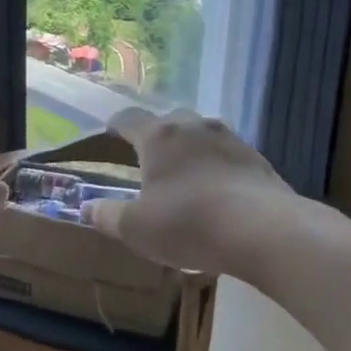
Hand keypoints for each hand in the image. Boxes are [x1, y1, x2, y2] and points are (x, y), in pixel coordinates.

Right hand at [84, 108, 297, 278]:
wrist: (264, 231)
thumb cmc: (187, 223)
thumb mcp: (136, 228)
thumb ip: (107, 216)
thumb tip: (86, 208)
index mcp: (159, 136)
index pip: (128, 118)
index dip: (115, 126)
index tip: (109, 135)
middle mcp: (194, 127)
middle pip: (169, 121)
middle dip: (157, 137)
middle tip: (149, 162)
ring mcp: (231, 140)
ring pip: (202, 137)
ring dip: (191, 151)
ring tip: (185, 178)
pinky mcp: (258, 161)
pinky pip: (228, 157)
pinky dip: (218, 169)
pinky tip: (218, 195)